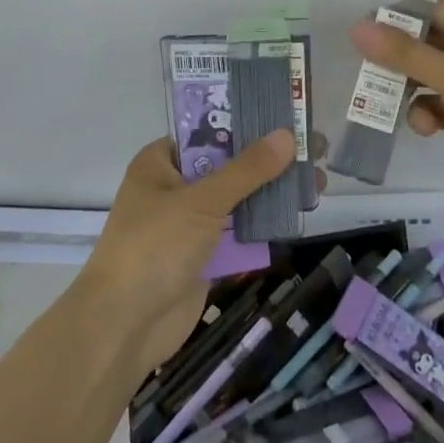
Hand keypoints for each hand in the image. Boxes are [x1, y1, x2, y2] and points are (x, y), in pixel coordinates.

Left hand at [79, 131, 297, 373]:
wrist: (124, 327)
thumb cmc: (154, 248)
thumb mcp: (202, 201)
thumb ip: (247, 170)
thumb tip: (287, 135)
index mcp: (160, 163)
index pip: (208, 131)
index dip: (246, 121)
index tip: (287, 115)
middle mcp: (174, 187)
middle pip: (228, 164)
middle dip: (269, 159)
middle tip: (315, 148)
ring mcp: (189, 224)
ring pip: (237, 199)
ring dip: (272, 191)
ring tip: (319, 180)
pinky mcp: (203, 256)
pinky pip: (239, 232)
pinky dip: (265, 224)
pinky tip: (299, 212)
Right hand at [349, 0, 443, 218]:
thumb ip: (405, 53)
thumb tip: (357, 28)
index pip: (430, 11)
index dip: (396, 19)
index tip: (362, 33)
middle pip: (424, 44)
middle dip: (397, 60)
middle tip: (365, 72)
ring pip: (425, 77)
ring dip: (407, 90)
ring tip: (387, 103)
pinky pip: (435, 105)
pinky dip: (425, 114)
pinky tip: (425, 128)